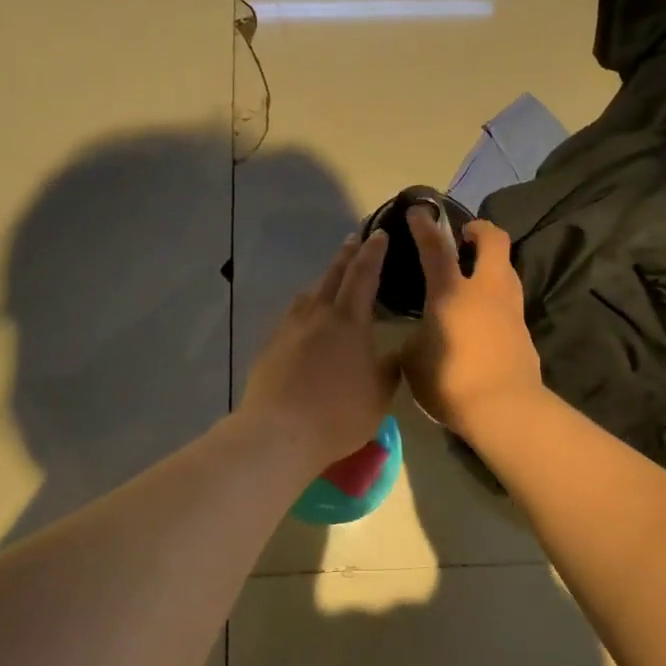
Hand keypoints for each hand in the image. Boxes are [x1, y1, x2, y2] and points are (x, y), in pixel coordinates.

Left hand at [238, 231, 401, 475]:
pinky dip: (305, 307)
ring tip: (331, 278)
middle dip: (347, 255)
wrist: (278, 431)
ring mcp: (290, 328)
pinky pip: (293, 315)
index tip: (379, 234)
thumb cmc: (338, 414)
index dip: (373, 253)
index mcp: (349, 321)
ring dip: (323, 280)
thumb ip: (388, 370)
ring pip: (309, 293)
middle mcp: (318, 315)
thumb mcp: (379, 396)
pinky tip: (305, 318)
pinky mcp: (271, 345)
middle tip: (355, 239)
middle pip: (333, 275)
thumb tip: (394, 354)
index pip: (364, 275)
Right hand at [402, 206, 544, 437]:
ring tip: (473, 274)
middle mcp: (485, 290)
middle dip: (480, 229)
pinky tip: (482, 313)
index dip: (425, 226)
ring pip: (507, 268)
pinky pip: (509, 299)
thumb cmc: (450, 381)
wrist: (504, 410)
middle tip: (464, 235)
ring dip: (492, 262)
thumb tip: (423, 332)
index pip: (436, 247)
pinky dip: (496, 295)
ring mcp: (510, 308)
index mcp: (451, 292)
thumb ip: (416, 335)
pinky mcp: (523, 330)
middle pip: (494, 241)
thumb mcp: (414, 359)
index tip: (419, 210)